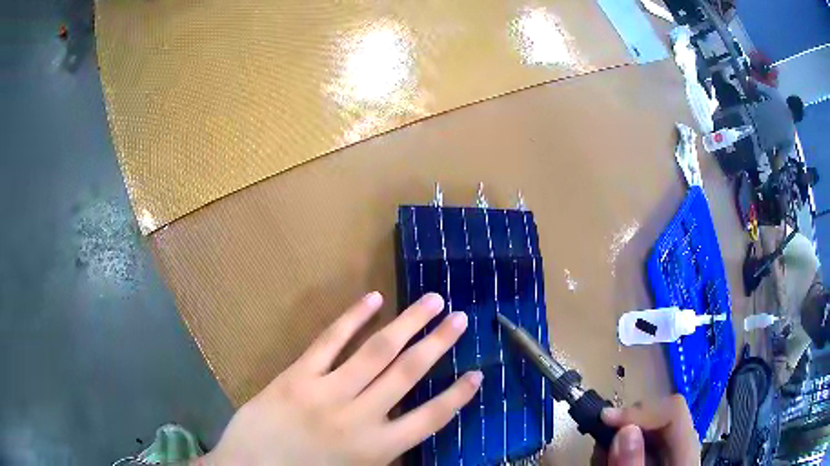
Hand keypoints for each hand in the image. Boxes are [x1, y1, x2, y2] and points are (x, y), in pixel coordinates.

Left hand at [196, 292, 481, 465]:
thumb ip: (384, 450)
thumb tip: (407, 424)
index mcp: (376, 448)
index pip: (430, 418)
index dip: (457, 396)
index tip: (478, 373)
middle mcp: (358, 417)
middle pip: (408, 374)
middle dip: (438, 344)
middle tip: (460, 319)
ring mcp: (326, 392)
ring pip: (376, 352)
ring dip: (407, 324)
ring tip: (432, 302)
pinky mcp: (297, 375)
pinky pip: (330, 342)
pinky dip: (353, 319)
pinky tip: (373, 300)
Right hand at [600, 395, 699, 465]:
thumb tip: (624, 429)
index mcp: (686, 456)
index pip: (674, 412)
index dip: (641, 410)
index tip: (604, 420)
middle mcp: (684, 449)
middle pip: (662, 416)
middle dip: (628, 424)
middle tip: (599, 440)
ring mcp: (672, 455)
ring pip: (649, 429)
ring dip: (620, 438)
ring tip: (602, 460)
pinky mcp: (658, 460)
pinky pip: (642, 445)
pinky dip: (619, 451)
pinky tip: (610, 463)